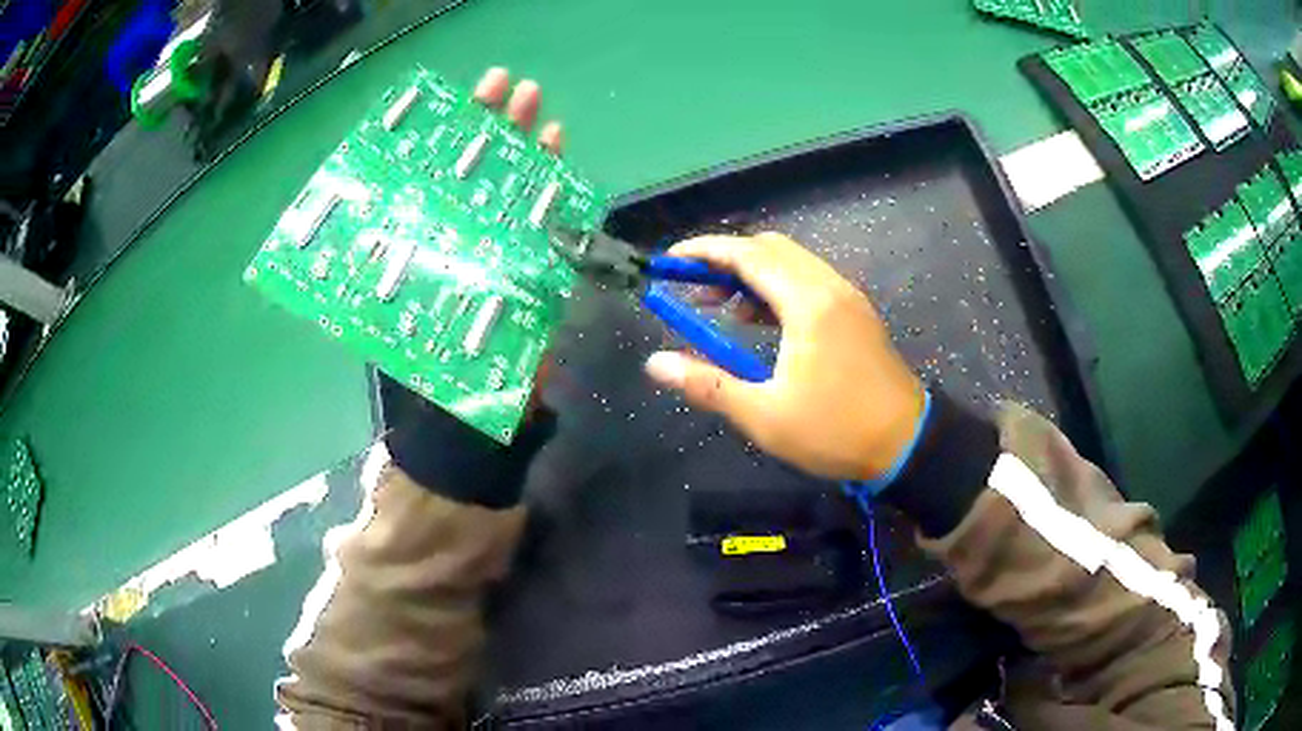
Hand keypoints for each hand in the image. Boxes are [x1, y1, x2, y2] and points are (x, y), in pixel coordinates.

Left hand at [382, 67, 561, 430]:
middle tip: (508, 86)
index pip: (441, 185)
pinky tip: (557, 152)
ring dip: (526, 146)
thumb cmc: (430, 382)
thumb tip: (346, 222)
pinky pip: (547, 225)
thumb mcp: (394, 321)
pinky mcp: (536, 279)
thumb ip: (383, 275)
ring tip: (536, 103)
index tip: (463, 102)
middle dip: (494, 128)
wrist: (470, 434)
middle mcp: (466, 247)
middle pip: (479, 177)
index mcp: (431, 251)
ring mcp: (505, 259)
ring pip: (516, 191)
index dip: (451, 144)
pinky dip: (553, 187)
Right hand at [643, 233, 925, 481]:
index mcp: (807, 303)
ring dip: (752, 274)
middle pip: (770, 249)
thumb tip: (655, 364)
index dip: (704, 251)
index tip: (670, 261)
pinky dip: (777, 287)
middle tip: (692, 288)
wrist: (906, 443)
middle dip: (726, 260)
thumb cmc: (835, 431)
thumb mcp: (764, 415)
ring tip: (719, 307)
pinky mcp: (856, 313)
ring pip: (791, 263)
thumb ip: (707, 385)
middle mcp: (829, 287)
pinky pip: (809, 281)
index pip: (748, 255)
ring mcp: (847, 297)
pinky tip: (761, 320)